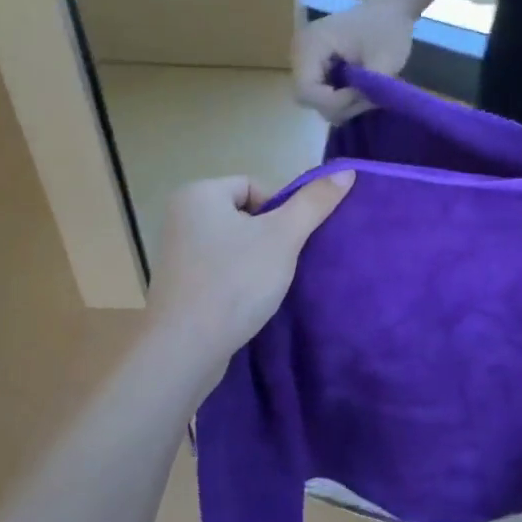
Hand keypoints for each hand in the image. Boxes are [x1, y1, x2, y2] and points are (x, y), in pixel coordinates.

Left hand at [144, 172, 354, 362]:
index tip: (290, 242)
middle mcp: (180, 215)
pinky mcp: (179, 284)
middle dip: (270, 237)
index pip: (255, 187)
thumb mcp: (283, 237)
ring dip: (257, 260)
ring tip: (268, 285)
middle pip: (245, 215)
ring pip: (234, 244)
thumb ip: (314, 202)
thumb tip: (345, 172)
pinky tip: (249, 300)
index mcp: (198, 193)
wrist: (185, 349)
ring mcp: (176, 252)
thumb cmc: (234, 281)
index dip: (281, 212)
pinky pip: (219, 268)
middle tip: (283, 264)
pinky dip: (237, 279)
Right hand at [292, 2, 414, 121]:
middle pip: (307, 97)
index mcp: (310, 45)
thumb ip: (369, 86)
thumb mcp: (385, 59)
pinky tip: (357, 90)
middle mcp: (299, 53)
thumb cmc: (386, 29)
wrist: (387, 11)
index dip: (334, 102)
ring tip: (365, 94)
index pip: (306, 90)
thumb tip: (359, 106)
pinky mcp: (313, 66)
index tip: (363, 95)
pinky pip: (319, 93)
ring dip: (340, 104)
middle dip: (338, 105)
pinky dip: (338, 98)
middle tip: (367, 98)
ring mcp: (304, 60)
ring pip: (313, 99)